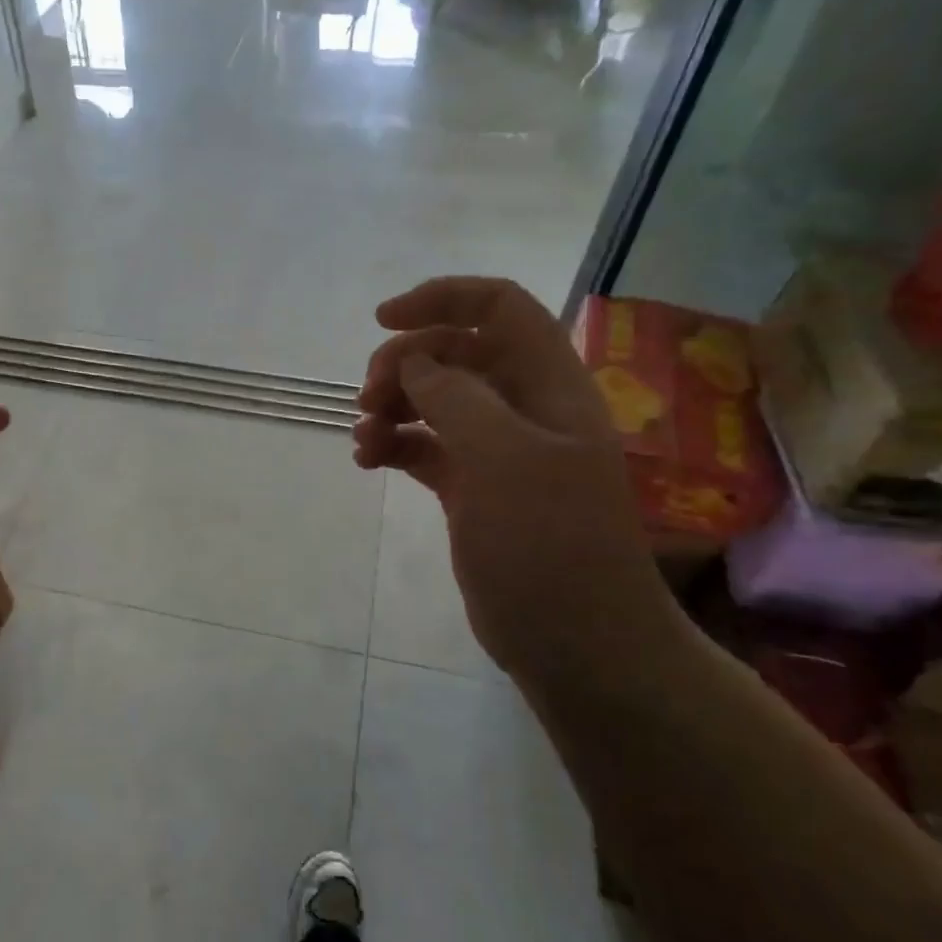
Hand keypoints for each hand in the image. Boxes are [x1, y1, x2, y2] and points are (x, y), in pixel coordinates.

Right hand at [354, 277, 667, 675]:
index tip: (383, 321)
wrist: (578, 643)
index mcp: (548, 385)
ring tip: (363, 438)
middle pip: (457, 352)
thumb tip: (414, 360)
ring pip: (435, 400)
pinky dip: (394, 445)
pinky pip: (425, 447)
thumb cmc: (549, 544)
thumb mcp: (505, 459)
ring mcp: (498, 451)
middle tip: (368, 397)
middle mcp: (525, 408)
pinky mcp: (473, 490)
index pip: (499, 308)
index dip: (442, 299)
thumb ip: (456, 397)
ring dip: (393, 406)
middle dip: (405, 362)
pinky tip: (368, 462)